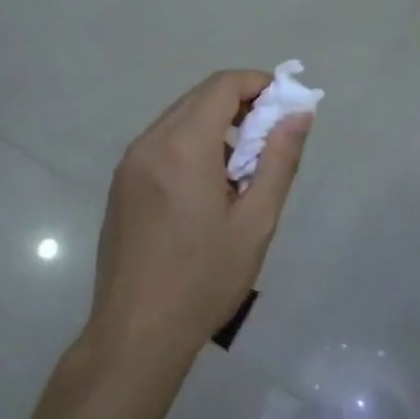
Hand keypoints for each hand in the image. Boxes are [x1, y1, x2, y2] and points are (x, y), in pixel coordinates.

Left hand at [87, 70, 312, 365]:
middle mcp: (150, 142)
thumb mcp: (255, 223)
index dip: (257, 83)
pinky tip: (207, 186)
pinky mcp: (121, 183)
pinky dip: (190, 143)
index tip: (283, 105)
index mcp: (184, 146)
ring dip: (215, 125)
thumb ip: (279, 160)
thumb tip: (298, 114)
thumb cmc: (203, 280)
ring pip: (179, 118)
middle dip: (239, 103)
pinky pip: (161, 142)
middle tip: (269, 137)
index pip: (222, 85)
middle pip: (200, 97)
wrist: (135, 334)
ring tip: (241, 168)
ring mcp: (130, 162)